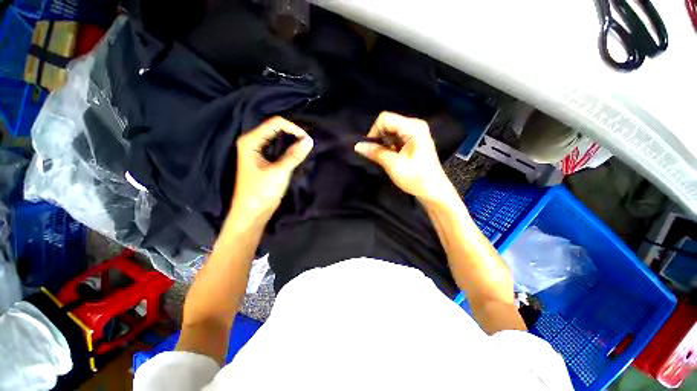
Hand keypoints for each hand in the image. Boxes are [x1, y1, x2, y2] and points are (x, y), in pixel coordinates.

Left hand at [230, 117, 312, 223]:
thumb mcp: (279, 172)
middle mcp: (252, 142)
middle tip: (308, 141)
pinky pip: (278, 147)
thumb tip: (309, 140)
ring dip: (292, 140)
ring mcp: (257, 151)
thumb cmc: (261, 192)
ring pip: (277, 137)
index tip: (307, 139)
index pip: (275, 123)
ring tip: (306, 144)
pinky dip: (288, 148)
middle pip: (276, 128)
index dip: (293, 128)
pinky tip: (297, 151)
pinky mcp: (263, 159)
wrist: (251, 213)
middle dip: (293, 132)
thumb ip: (294, 155)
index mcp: (251, 141)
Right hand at [354, 112, 454, 203]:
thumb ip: (375, 152)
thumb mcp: (393, 165)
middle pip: (387, 124)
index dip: (374, 132)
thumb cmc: (416, 177)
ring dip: (383, 145)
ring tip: (386, 159)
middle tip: (379, 156)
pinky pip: (394, 139)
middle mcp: (414, 126)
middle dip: (379, 139)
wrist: (433, 191)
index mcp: (413, 127)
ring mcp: (414, 134)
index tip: (371, 149)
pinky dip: (388, 148)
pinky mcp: (412, 142)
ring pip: (389, 133)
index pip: (385, 119)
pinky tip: (391, 159)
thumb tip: (357, 146)